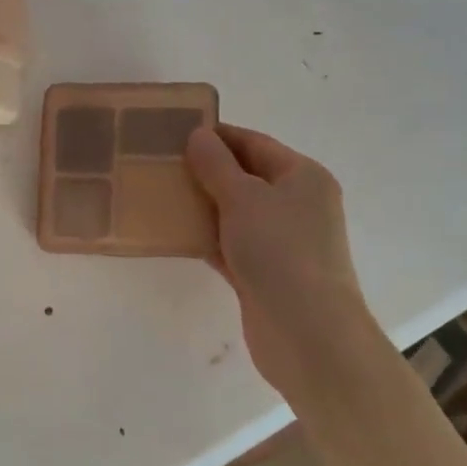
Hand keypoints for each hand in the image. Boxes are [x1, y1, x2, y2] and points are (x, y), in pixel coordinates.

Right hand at [186, 124, 373, 398]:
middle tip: (160, 165)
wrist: (306, 332)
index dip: (217, 136)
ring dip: (203, 206)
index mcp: (303, 176)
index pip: (254, 143)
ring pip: (236, 214)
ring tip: (160, 196)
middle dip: (206, 171)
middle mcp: (297, 205)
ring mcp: (283, 242)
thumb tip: (198, 135)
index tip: (174, 133)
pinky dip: (207, 239)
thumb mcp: (244, 198)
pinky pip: (231, 245)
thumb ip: (216, 165)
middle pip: (246, 178)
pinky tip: (176, 235)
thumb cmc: (279, 251)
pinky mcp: (266, 274)